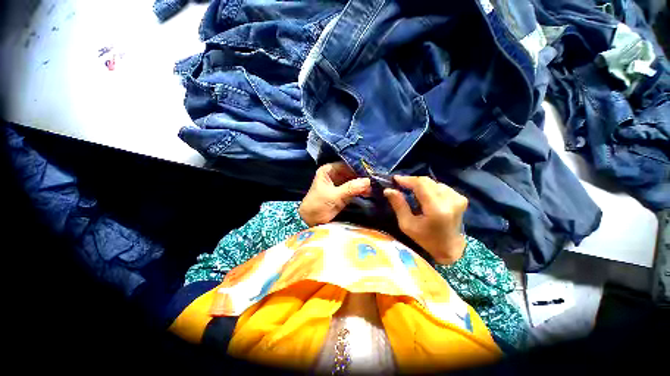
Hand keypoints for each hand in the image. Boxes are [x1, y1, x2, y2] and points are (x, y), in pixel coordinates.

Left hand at [299, 162, 370, 226]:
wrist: (311, 220)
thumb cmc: (318, 204)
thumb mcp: (334, 196)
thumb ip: (350, 188)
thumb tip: (368, 181)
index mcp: (328, 170)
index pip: (346, 165)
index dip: (357, 168)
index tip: (370, 171)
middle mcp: (334, 174)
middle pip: (351, 173)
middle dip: (361, 177)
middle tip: (375, 180)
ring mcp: (339, 184)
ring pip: (353, 181)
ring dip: (362, 184)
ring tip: (373, 188)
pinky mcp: (342, 193)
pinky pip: (353, 189)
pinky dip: (360, 191)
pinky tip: (369, 192)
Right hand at [384, 176, 467, 264]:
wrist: (450, 248)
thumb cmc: (425, 239)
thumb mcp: (407, 224)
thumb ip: (398, 205)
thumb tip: (388, 190)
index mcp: (436, 208)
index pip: (421, 184)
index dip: (407, 179)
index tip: (395, 179)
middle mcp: (450, 200)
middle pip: (427, 181)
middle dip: (412, 181)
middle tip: (400, 185)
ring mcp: (458, 198)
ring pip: (433, 183)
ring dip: (420, 185)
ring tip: (410, 191)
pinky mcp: (461, 198)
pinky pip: (440, 186)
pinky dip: (429, 188)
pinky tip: (424, 196)